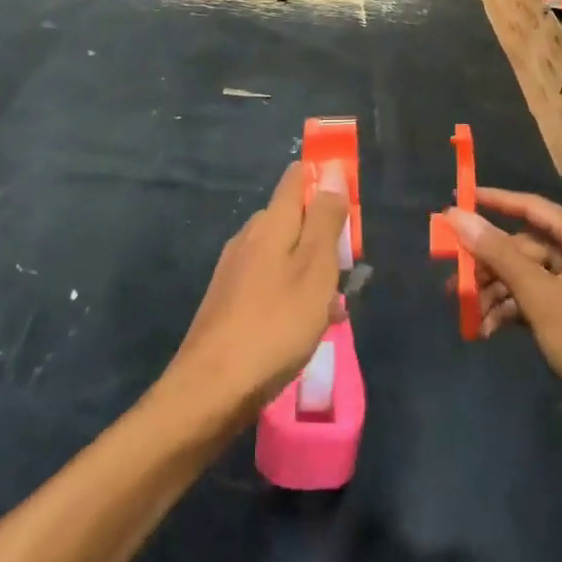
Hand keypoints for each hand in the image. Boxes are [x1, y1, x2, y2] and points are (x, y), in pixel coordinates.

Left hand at [167, 162, 348, 424]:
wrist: (210, 392)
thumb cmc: (275, 325)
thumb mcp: (315, 269)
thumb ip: (326, 219)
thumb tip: (333, 170)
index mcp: (271, 222)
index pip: (297, 177)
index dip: (325, 179)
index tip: (351, 201)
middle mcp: (249, 237)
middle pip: (293, 217)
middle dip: (324, 233)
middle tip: (350, 266)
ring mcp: (235, 270)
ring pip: (284, 253)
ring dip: (312, 268)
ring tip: (336, 305)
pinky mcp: (228, 302)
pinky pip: (270, 282)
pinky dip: (294, 293)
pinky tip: (307, 326)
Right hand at [447, 190, 561, 439]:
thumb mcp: (543, 298)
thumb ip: (499, 255)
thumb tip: (458, 216)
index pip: (529, 206)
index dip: (492, 201)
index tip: (455, 201)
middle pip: (525, 246)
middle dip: (488, 264)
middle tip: (452, 280)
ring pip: (529, 276)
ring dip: (498, 293)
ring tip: (467, 315)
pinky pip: (540, 300)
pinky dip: (515, 312)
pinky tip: (489, 331)